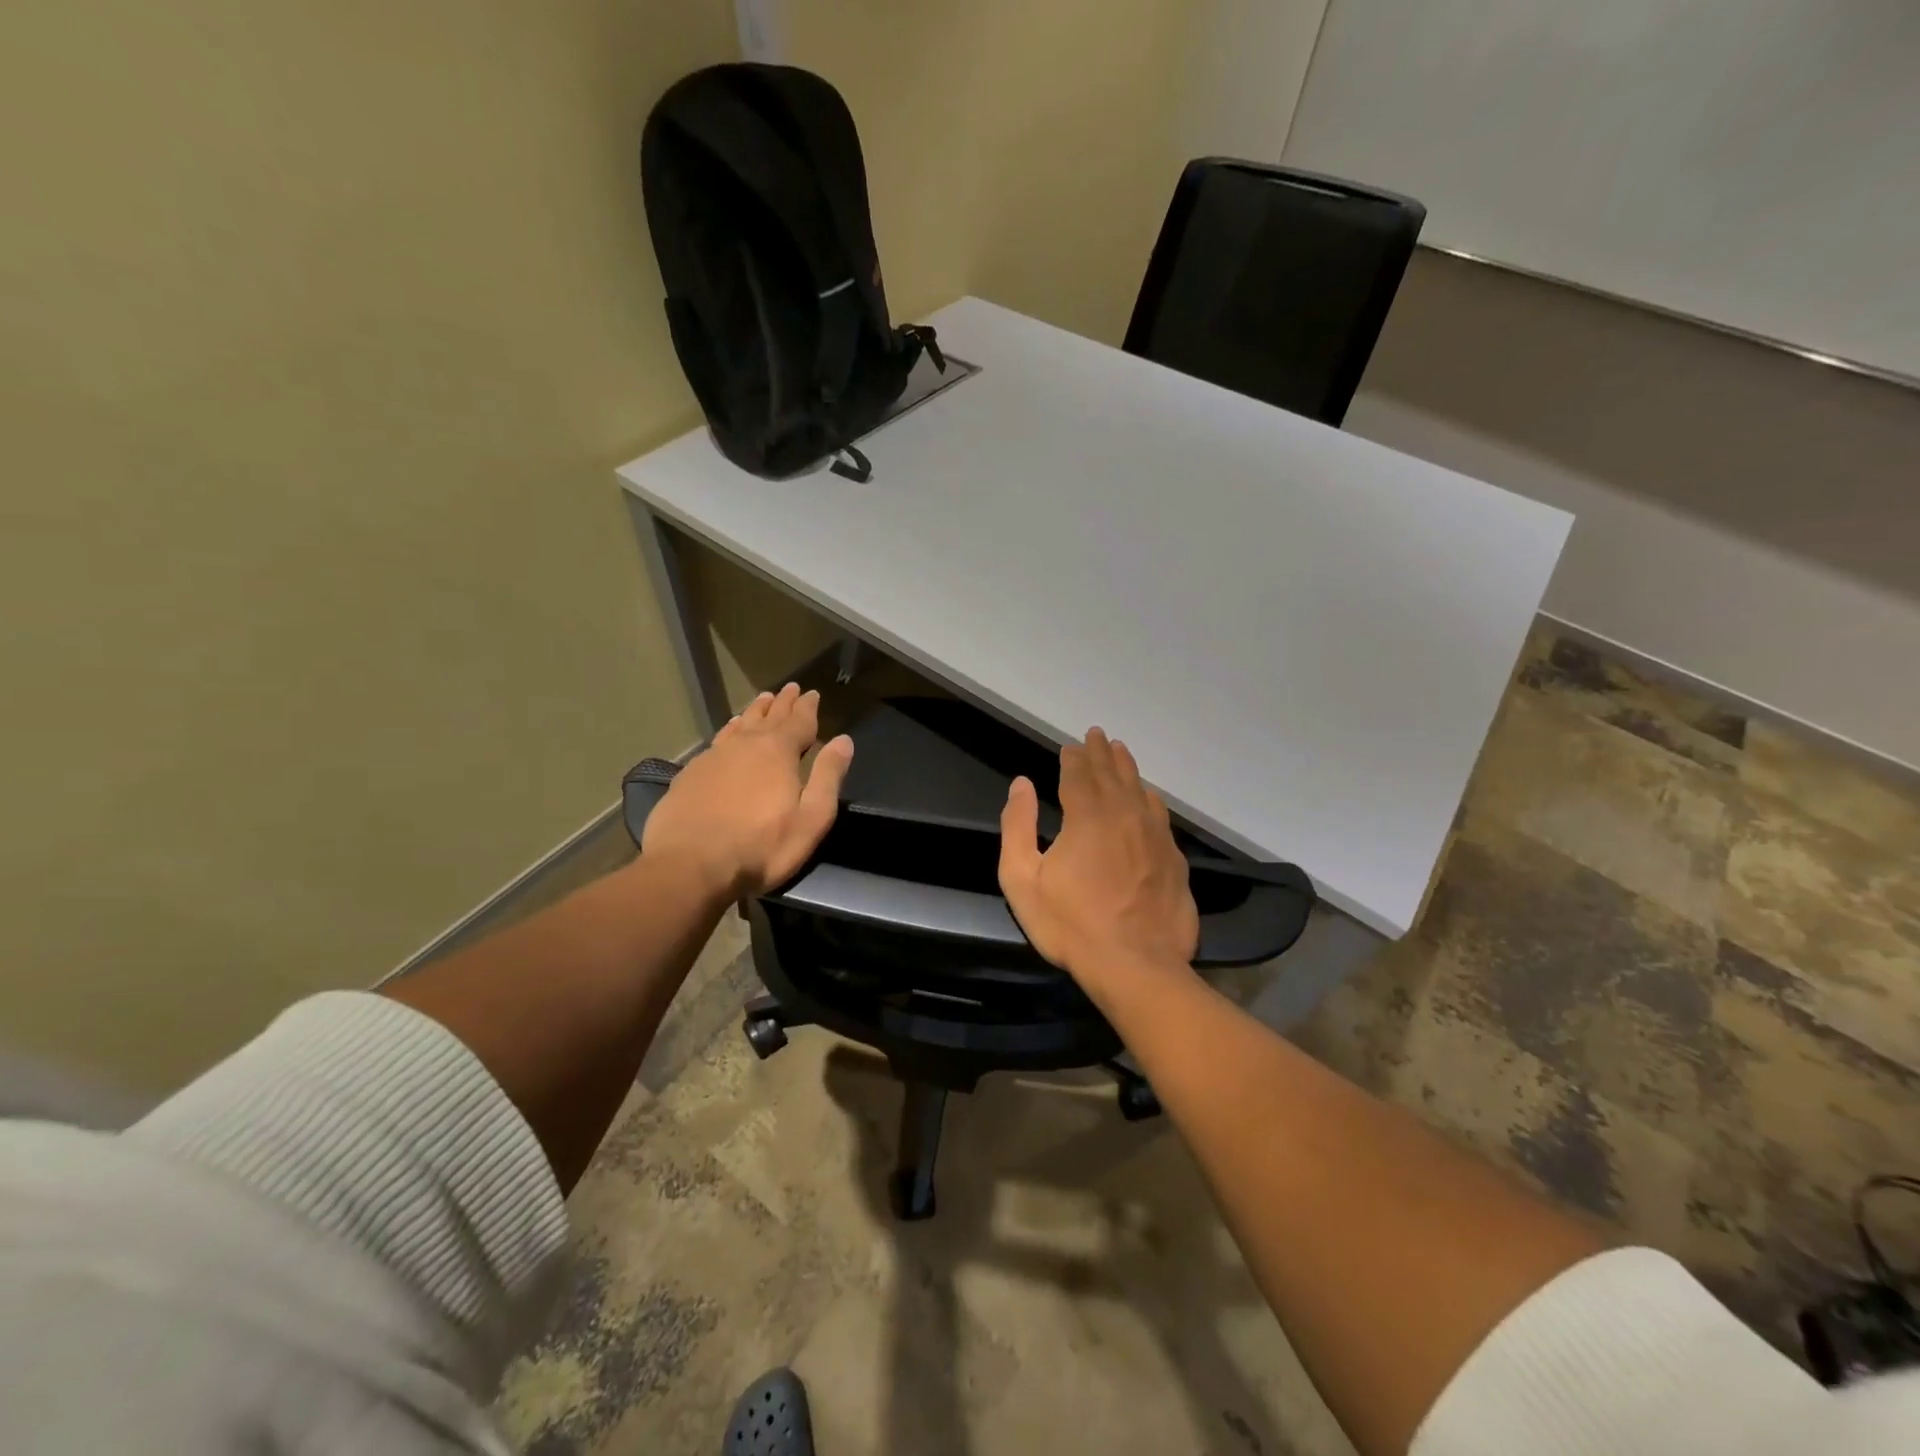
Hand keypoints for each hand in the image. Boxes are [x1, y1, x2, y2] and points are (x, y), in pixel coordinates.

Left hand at [641, 683, 854, 897]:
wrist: (689, 865)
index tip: (812, 693)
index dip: (808, 707)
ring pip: (740, 725)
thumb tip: (844, 740)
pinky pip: (718, 741)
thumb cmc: (761, 847)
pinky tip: (729, 732)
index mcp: (779, 752)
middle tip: (790, 688)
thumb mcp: (811, 818)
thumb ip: (828, 776)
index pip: (799, 721)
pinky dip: (730, 730)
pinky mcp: (691, 773)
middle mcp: (746, 744)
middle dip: (782, 703)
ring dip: (755, 712)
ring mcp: (714, 757)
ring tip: (762, 701)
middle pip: (769, 717)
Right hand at [998, 726, 1198, 984]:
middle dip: (1100, 752)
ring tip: (1120, 751)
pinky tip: (1148, 796)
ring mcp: (1154, 836)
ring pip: (1140, 789)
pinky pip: (1160, 814)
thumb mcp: (1022, 879)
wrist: (1135, 965)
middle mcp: (1125, 816)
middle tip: (1097, 734)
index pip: (1079, 775)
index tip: (1070, 746)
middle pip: (1112, 774)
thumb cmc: (1070, 924)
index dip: (1073, 758)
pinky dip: (1149, 797)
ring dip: (1127, 767)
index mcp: (1087, 817)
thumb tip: (1021, 784)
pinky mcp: (1174, 859)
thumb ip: (1017, 826)